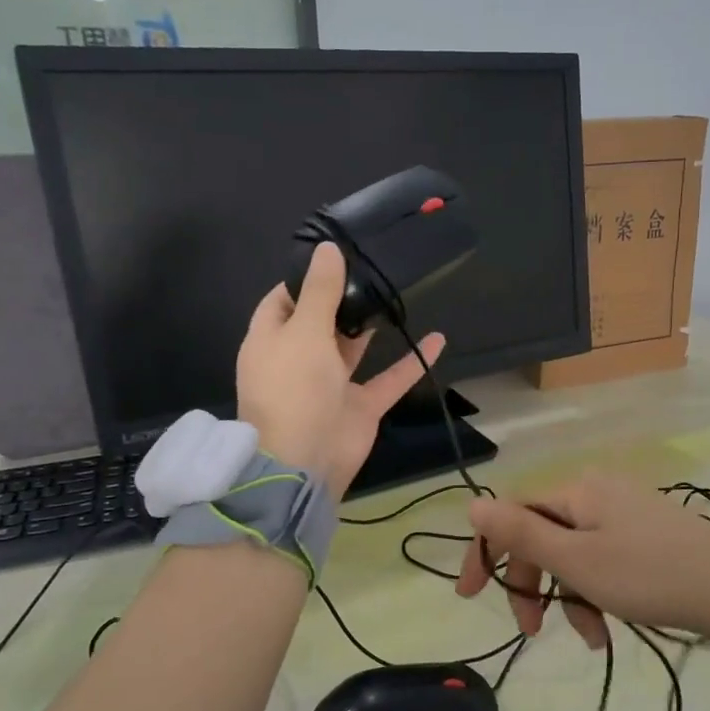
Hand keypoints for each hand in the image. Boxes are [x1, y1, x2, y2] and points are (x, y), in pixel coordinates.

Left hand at [237, 241, 442, 497]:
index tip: (334, 258)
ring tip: (395, 293)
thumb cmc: (294, 389)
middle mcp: (298, 361)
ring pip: (352, 349)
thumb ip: (320, 292)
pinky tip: (438, 338)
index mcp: (271, 342)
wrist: (304, 461)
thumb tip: (327, 248)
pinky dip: (412, 362)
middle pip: (318, 323)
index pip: (282, 301)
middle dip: (341, 299)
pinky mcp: (359, 406)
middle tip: (372, 270)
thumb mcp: (304, 332)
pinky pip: (389, 379)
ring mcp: (330, 385)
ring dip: (370, 327)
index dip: (304, 280)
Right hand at [455, 474, 709, 646]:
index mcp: (577, 491)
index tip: (471, 596)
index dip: (487, 552)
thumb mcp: (576, 560)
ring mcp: (626, 513)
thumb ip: (521, 533)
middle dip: (533, 584)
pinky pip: (603, 560)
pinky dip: (597, 593)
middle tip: (532, 629)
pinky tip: (609, 627)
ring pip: (574, 555)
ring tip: (591, 638)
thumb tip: (473, 502)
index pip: (513, 514)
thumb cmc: (647, 575)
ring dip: (570, 597)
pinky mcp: (648, 535)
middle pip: (543, 536)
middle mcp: (598, 492)